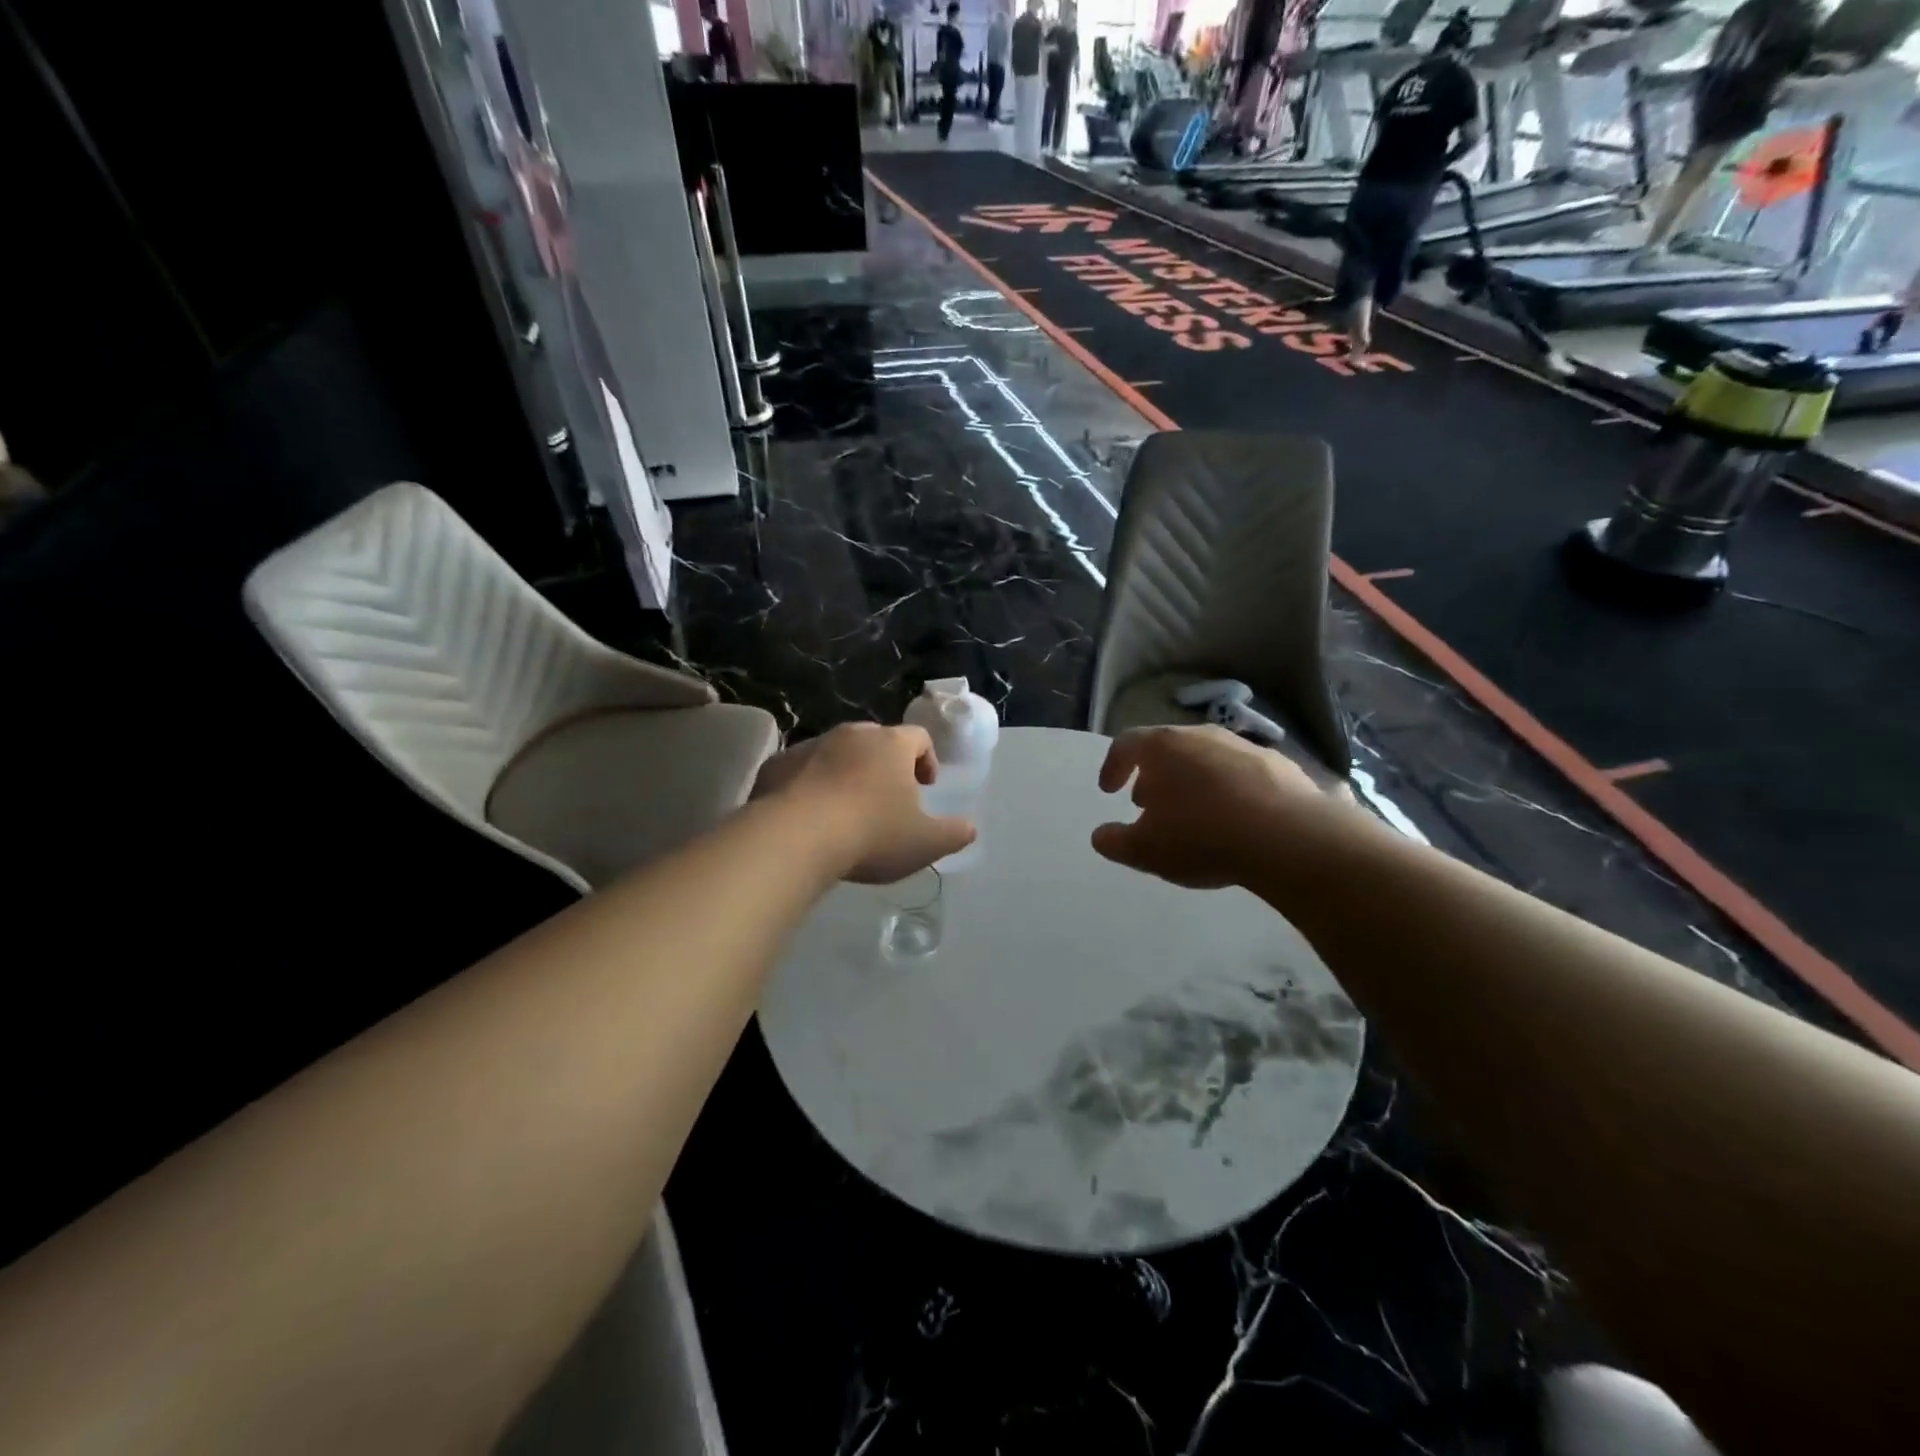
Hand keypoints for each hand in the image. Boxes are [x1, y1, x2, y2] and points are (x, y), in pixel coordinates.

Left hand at [753, 723, 974, 883]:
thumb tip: (970, 828)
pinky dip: (809, 785)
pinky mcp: (777, 764)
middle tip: (887, 797)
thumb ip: (954, 834)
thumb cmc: (871, 834)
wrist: (795, 837)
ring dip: (845, 773)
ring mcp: (811, 746)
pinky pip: (800, 769)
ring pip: (836, 752)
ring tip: (845, 810)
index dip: (926, 759)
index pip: (918, 737)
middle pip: (876, 740)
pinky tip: (809, 816)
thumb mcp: (925, 843)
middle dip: (884, 764)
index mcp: (892, 745)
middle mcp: (852, 735)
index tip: (925, 786)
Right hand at [1091, 725, 1342, 888]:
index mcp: (1162, 747)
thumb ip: (1115, 842)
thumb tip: (1101, 836)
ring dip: (1192, 781)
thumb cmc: (1202, 837)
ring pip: (1206, 759)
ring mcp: (1244, 747)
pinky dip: (1229, 791)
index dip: (1113, 766)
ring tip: (1193, 814)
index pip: (1126, 744)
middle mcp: (1201, 736)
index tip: (1108, 790)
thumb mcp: (1145, 850)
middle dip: (1153, 775)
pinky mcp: (1281, 766)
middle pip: (1167, 748)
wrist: (1290, 838)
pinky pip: (1242, 775)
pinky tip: (1235, 820)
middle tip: (1148, 803)